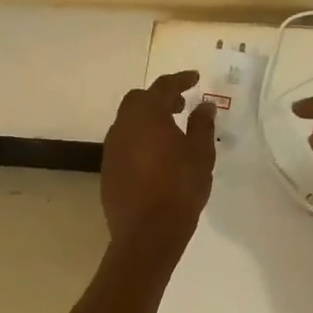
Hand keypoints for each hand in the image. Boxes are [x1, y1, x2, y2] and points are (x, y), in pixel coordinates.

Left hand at [101, 71, 216, 253]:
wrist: (146, 233)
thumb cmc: (179, 188)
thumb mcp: (201, 154)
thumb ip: (202, 125)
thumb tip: (204, 105)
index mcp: (147, 115)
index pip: (163, 86)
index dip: (180, 80)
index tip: (195, 78)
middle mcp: (123, 126)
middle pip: (139, 100)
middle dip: (160, 98)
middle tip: (181, 105)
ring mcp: (112, 148)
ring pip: (129, 122)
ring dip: (148, 119)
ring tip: (170, 131)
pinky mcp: (108, 170)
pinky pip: (124, 143)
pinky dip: (140, 139)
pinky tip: (155, 156)